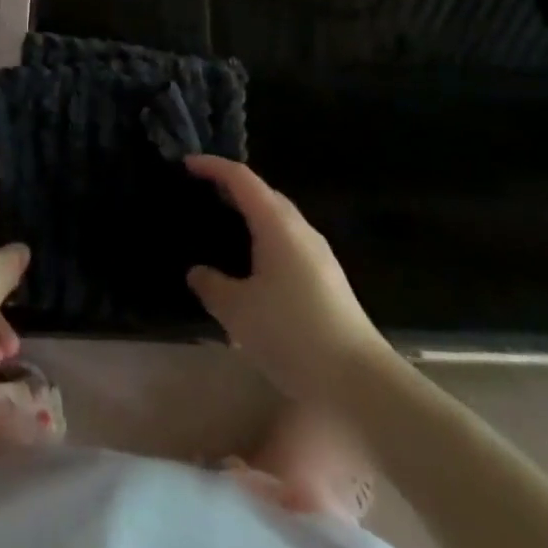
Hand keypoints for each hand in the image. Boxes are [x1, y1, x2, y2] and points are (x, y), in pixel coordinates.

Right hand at [185, 156, 387, 404]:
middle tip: (203, 195)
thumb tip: (197, 272)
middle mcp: (300, 229)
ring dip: (251, 216)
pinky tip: (254, 269)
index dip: (212, 166)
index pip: (241, 178)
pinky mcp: (328, 279)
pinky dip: (265, 240)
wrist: (360, 381)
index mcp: (276, 223)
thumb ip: (212, 286)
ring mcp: (318, 254)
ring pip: (278, 220)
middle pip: (263, 193)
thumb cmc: (293, 334)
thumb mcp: (239, 312)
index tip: (186, 165)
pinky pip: (288, 243)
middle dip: (232, 188)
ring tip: (224, 230)